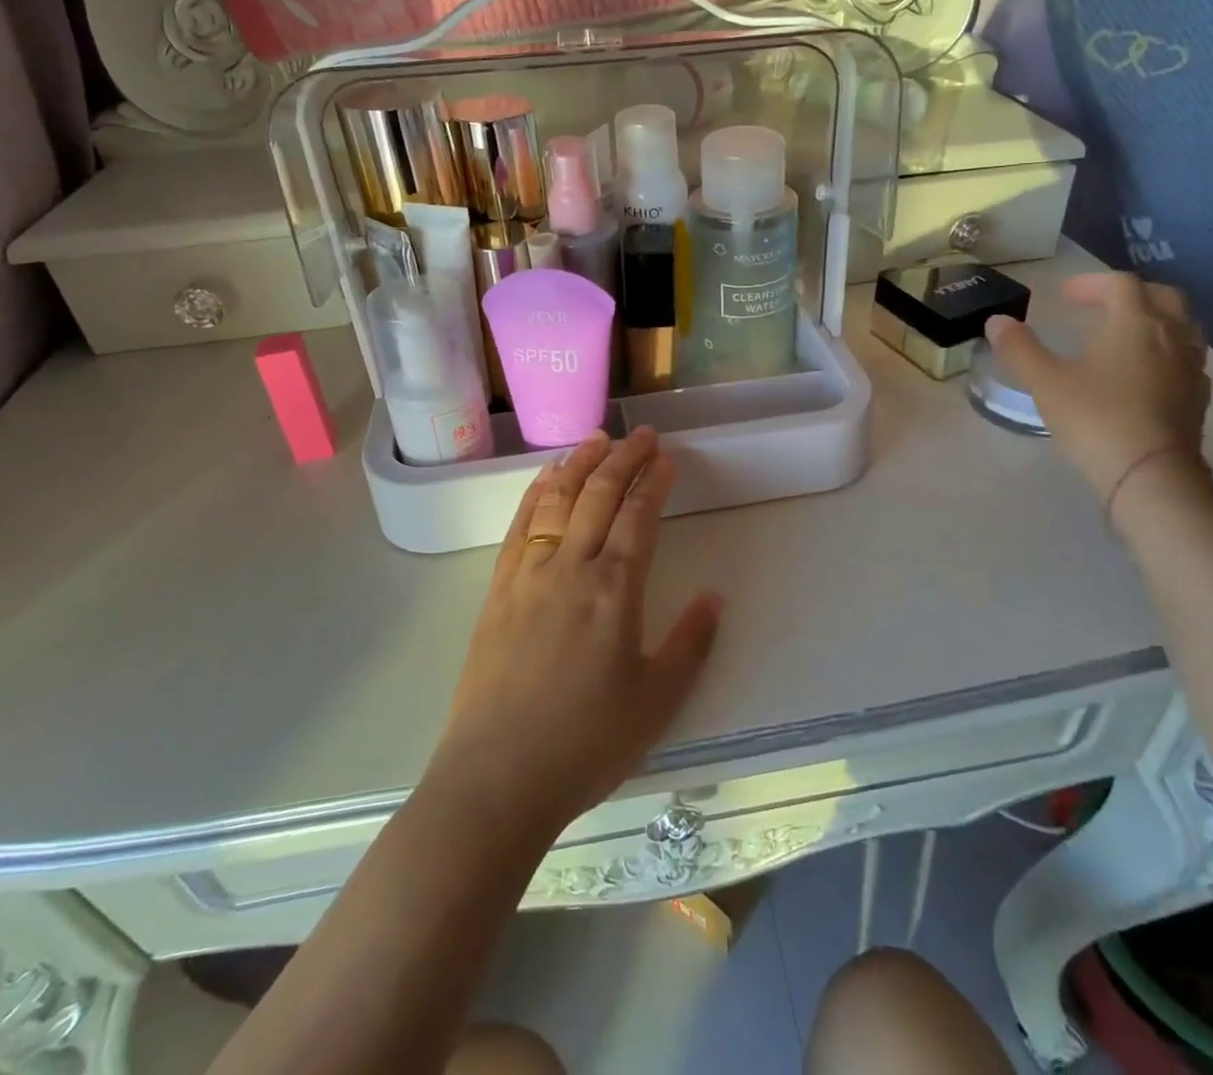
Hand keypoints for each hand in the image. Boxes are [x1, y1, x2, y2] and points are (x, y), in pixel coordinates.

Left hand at [425, 426, 721, 838]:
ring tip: (597, 438)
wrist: (497, 778)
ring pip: (556, 499)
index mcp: (615, 589)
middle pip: (599, 494)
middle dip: (623, 457)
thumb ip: (690, 643)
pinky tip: (545, 477)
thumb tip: (715, 597)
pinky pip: (520, 526)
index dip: (654, 481)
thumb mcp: (656, 701)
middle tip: (641, 433)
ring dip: (579, 463)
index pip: (638, 515)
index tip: (666, 458)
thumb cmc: (586, 743)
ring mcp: (528, 574)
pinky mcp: (497, 589)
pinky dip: (536, 492)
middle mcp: (571, 567)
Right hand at [984, 272, 1210, 500]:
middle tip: (1100, 306)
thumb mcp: (1045, 382)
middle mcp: (1171, 336)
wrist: (1150, 474)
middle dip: (1130, 294)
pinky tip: (1145, 373)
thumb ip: (1020, 348)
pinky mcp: (1198, 398)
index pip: (1120, 284)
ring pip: (1182, 327)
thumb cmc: (1095, 418)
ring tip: (1125, 335)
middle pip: (1162, 297)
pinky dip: (1165, 352)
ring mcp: (1191, 367)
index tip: (1064, 296)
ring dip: (1154, 320)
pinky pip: (1187, 359)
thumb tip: (997, 322)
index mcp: (1134, 323)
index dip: (1091, 283)